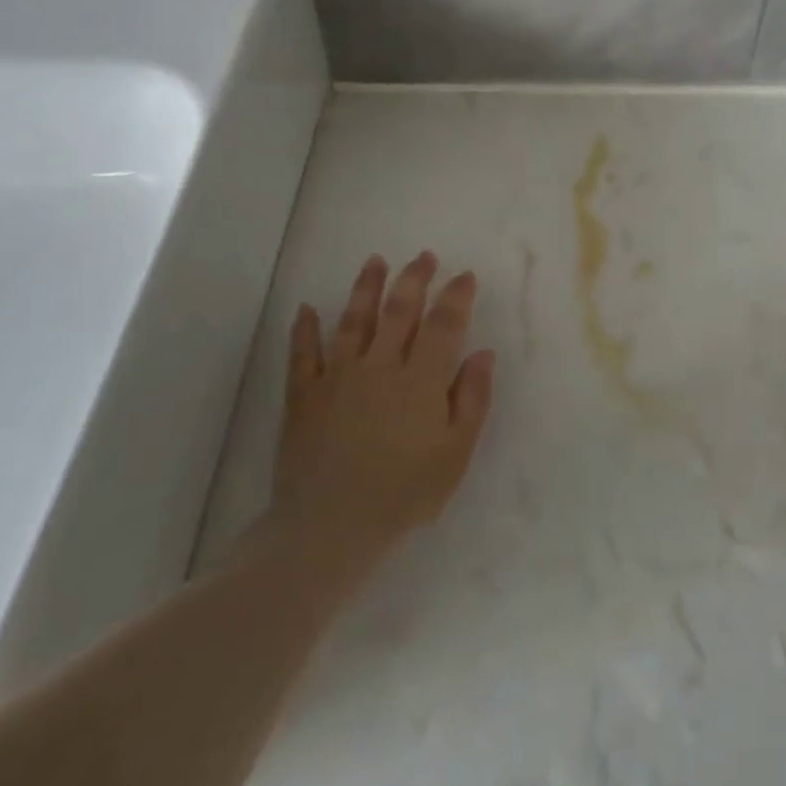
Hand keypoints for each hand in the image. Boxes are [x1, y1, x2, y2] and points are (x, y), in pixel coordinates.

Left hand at [266, 253, 495, 568]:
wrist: (329, 529)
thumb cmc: (404, 494)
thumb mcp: (455, 454)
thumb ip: (472, 400)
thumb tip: (482, 353)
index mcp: (420, 379)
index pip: (442, 324)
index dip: (456, 296)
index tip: (464, 276)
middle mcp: (379, 365)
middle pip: (399, 310)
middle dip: (414, 278)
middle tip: (424, 256)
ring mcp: (338, 376)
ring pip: (353, 320)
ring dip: (366, 287)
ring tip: (375, 261)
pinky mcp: (304, 395)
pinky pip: (303, 354)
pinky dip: (304, 329)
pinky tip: (307, 308)